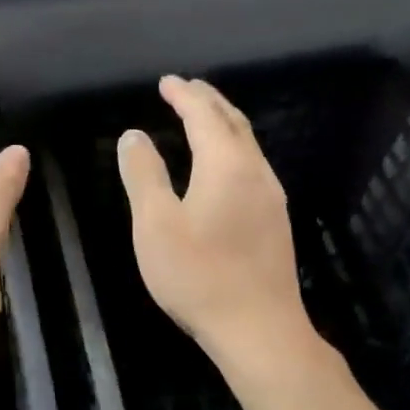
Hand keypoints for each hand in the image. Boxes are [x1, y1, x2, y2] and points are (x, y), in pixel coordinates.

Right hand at [117, 76, 315, 363]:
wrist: (258, 328)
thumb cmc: (198, 274)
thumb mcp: (155, 224)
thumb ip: (144, 175)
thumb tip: (134, 135)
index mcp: (225, 165)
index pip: (204, 115)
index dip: (184, 94)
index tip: (166, 81)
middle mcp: (255, 171)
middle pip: (233, 122)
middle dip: (208, 101)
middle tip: (186, 88)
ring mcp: (271, 197)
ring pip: (248, 144)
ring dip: (223, 123)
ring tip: (202, 117)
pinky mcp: (275, 221)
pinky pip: (252, 165)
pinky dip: (232, 148)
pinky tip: (222, 165)